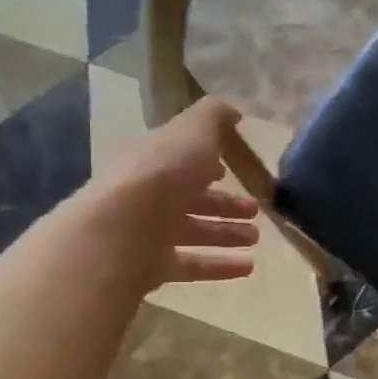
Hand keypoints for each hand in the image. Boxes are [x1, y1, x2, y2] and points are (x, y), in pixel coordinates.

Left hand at [98, 96, 259, 291]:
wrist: (121, 231)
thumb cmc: (162, 174)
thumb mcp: (193, 131)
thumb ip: (214, 117)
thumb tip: (233, 110)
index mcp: (154, 160)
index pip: (181, 159)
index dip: (206, 163)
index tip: (232, 169)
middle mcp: (149, 195)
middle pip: (190, 198)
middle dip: (224, 203)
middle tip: (255, 210)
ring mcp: (148, 233)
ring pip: (193, 232)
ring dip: (226, 233)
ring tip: (256, 238)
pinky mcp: (152, 267)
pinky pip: (192, 265)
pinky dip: (220, 265)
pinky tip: (247, 267)